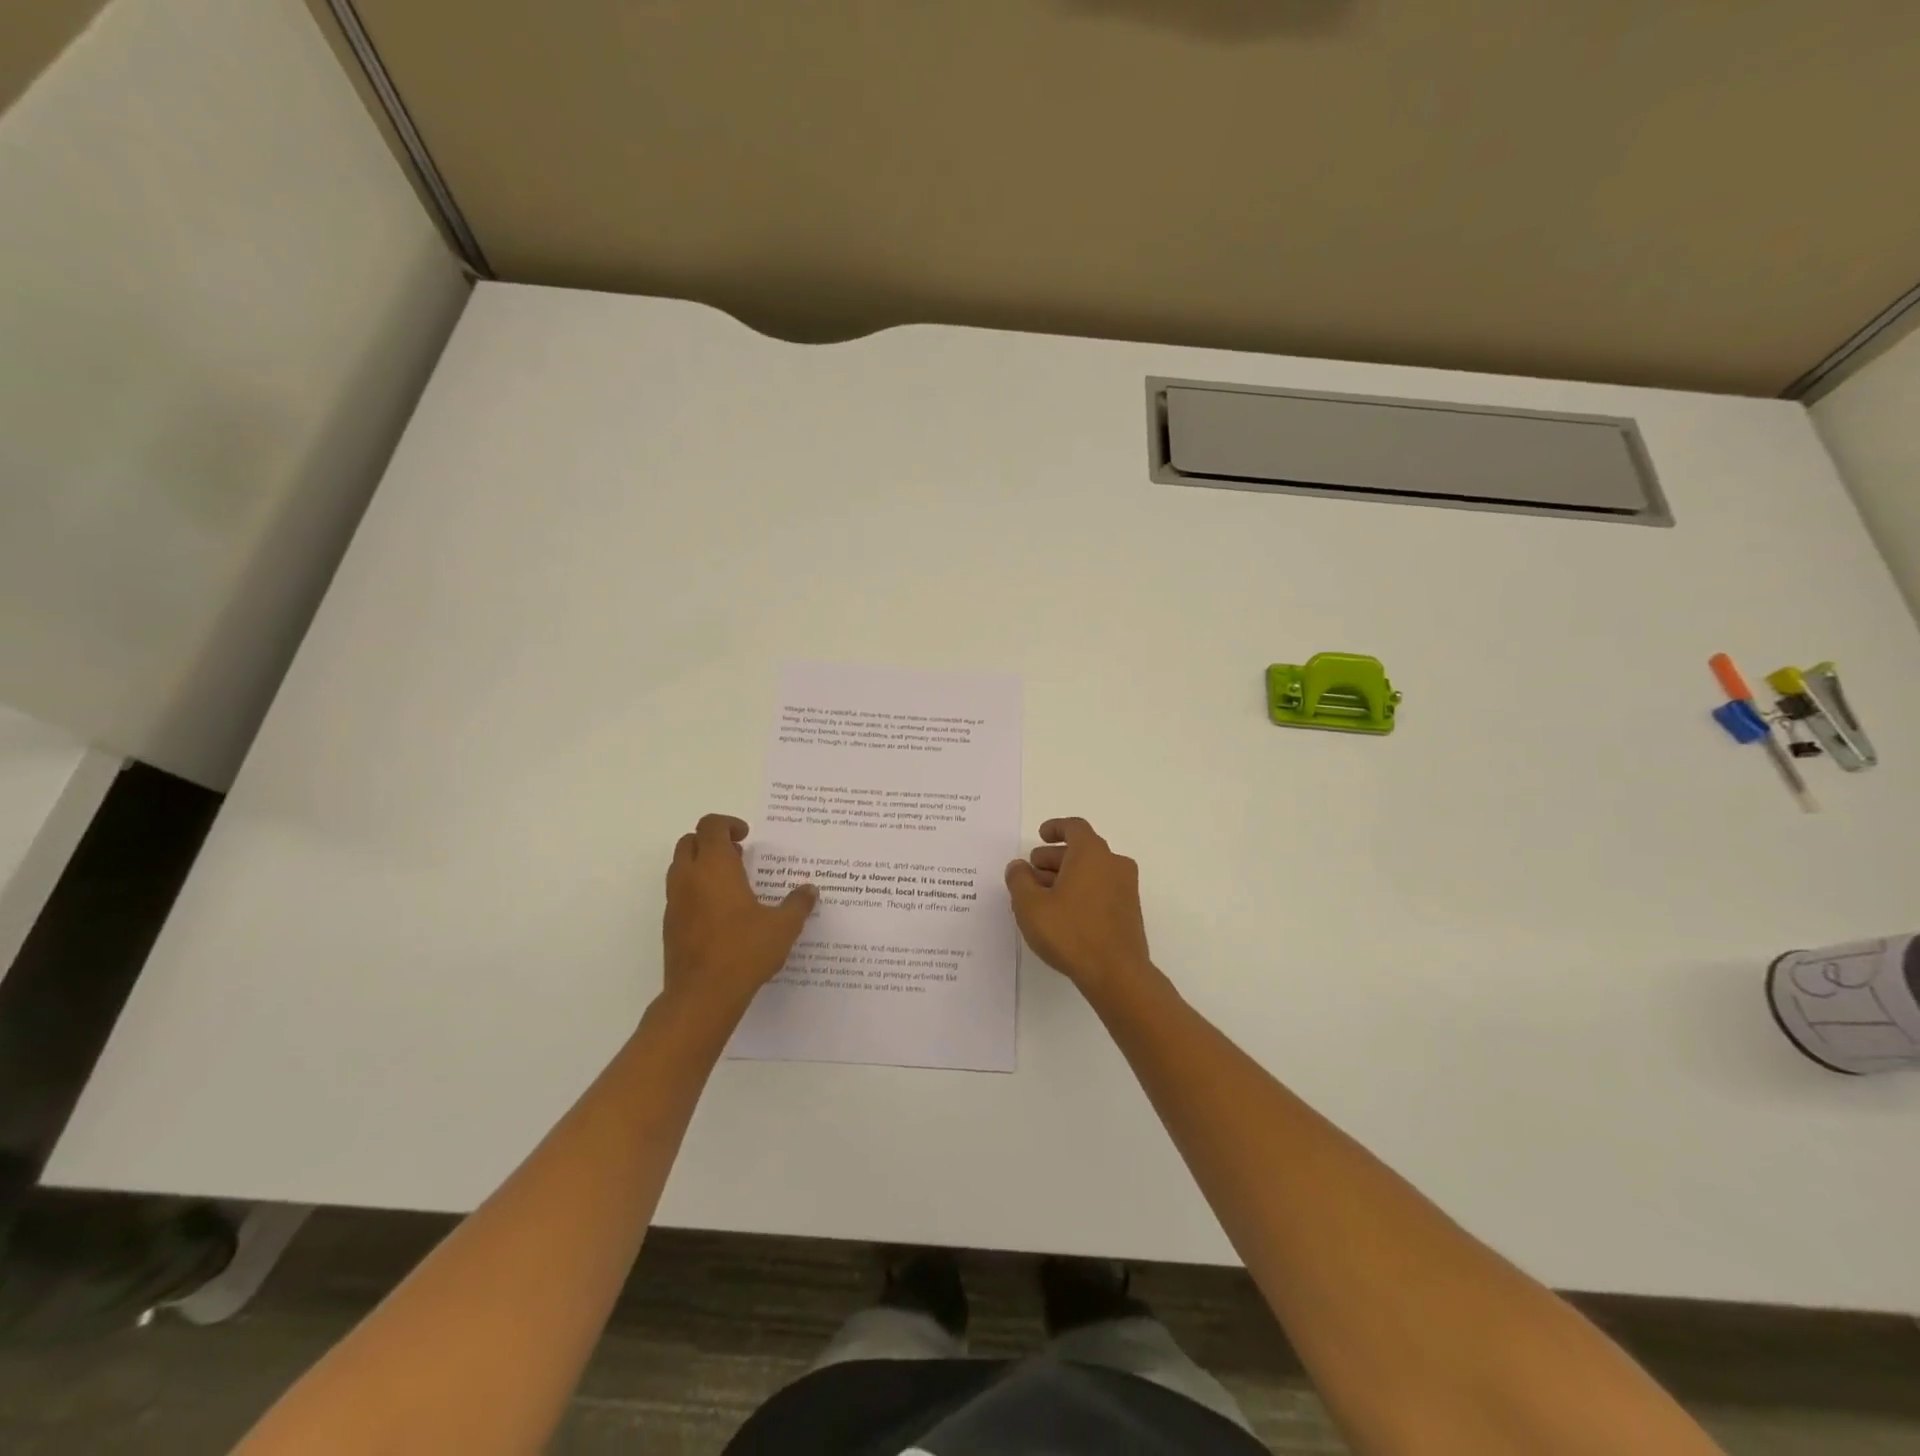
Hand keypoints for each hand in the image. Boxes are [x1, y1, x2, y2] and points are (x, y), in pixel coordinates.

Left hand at [663, 814, 815, 1014]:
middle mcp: (689, 878)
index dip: (728, 824)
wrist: (702, 996)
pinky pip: (680, 893)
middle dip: (712, 841)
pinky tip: (722, 913)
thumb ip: (798, 904)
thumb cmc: (744, 951)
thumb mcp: (783, 926)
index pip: (711, 826)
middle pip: (690, 842)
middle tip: (738, 856)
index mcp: (715, 867)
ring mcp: (675, 902)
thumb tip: (810, 890)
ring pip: (681, 867)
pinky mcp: (670, 925)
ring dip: (702, 865)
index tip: (746, 837)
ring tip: (733, 884)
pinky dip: (696, 890)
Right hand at [1005, 818, 1156, 1000]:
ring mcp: (1126, 888)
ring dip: (1067, 875)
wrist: (1117, 974)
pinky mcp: (1129, 911)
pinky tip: (1063, 913)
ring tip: (1042, 895)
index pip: (1075, 827)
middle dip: (1054, 857)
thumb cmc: (1070, 932)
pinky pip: (1102, 888)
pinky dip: (1082, 890)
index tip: (1041, 835)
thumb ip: (1019, 880)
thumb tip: (1019, 866)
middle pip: (1082, 850)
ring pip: (1092, 871)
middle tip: (1032, 872)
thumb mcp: (1030, 905)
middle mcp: (1113, 863)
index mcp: (1092, 853)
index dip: (1056, 828)